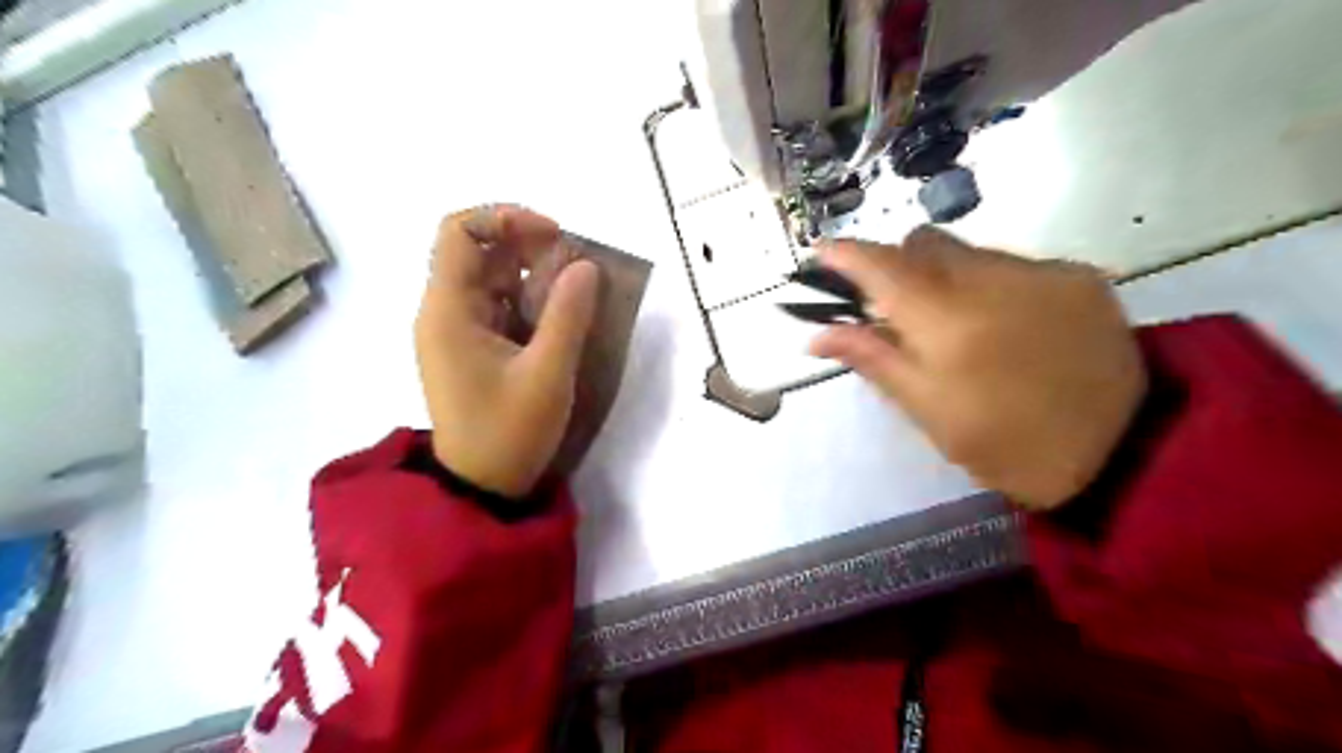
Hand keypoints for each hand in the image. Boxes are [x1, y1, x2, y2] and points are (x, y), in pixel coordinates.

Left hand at [412, 206, 593, 500]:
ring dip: (535, 275)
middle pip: (479, 250)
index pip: (460, 232)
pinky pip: (500, 305)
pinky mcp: (473, 347)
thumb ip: (568, 316)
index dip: (507, 218)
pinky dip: (531, 301)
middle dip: (530, 247)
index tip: (556, 237)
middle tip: (576, 268)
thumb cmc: (509, 432)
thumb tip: (586, 266)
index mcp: (448, 310)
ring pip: (493, 277)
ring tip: (575, 296)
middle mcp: (445, 311)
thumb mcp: (547, 375)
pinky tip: (560, 318)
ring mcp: (458, 330)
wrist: (482, 486)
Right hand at [813, 228, 1146, 512]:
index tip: (823, 254)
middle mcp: (993, 280)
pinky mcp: (1080, 276)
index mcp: (947, 322)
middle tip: (896, 310)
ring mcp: (1043, 272)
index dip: (846, 254)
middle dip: (899, 266)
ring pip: (969, 251)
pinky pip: (1013, 263)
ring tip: (959, 326)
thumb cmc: (1005, 444)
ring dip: (945, 276)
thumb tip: (817, 335)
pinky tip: (1008, 325)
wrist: (1123, 454)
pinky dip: (991, 284)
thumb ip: (873, 359)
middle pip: (924, 242)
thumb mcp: (927, 410)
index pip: (882, 266)